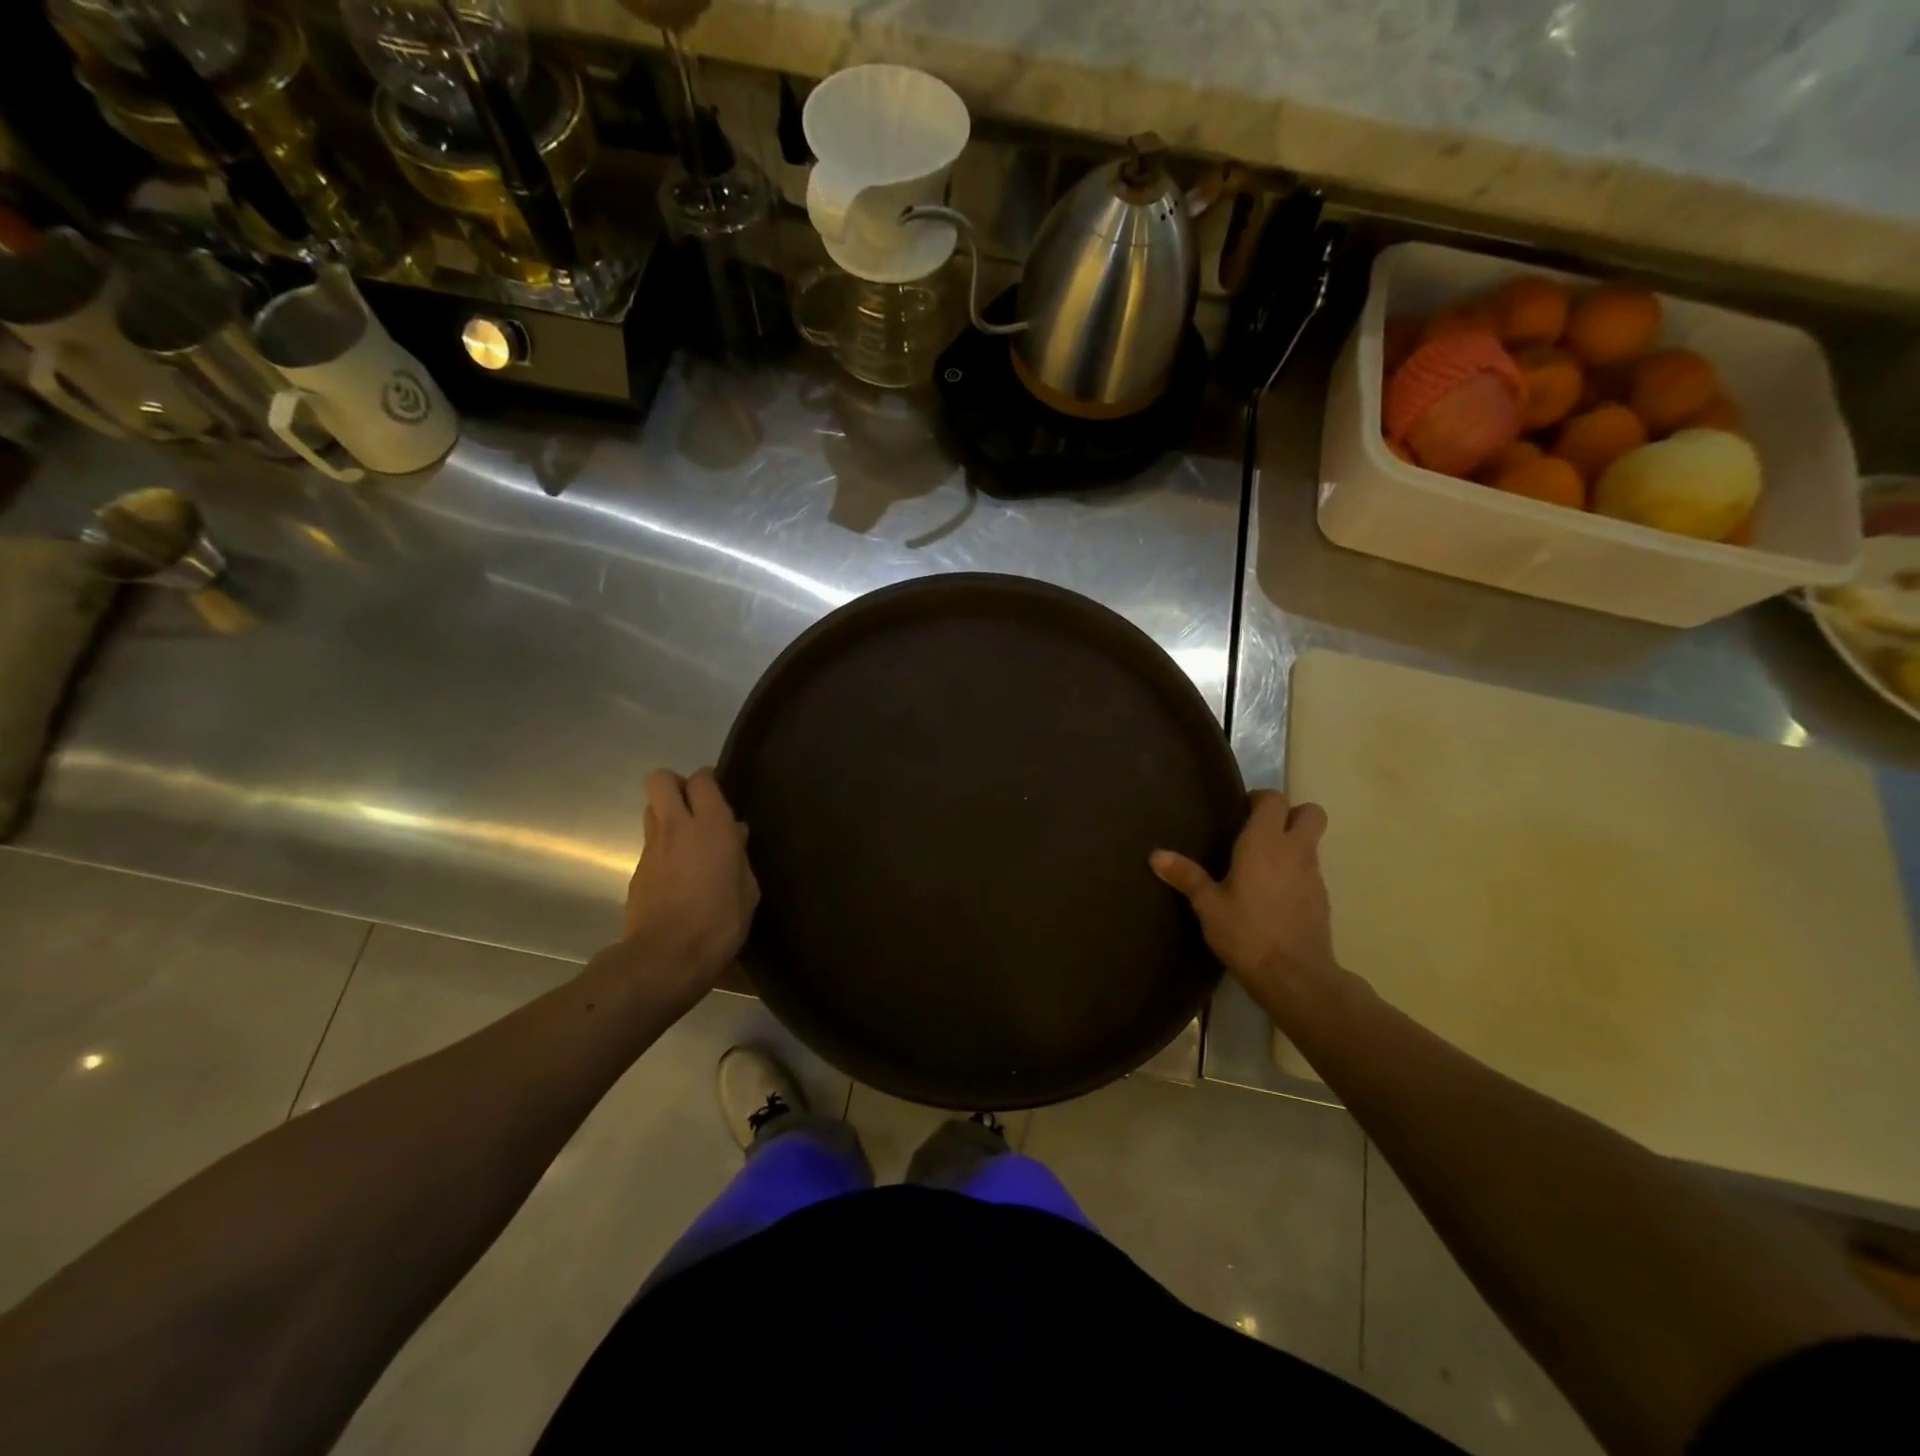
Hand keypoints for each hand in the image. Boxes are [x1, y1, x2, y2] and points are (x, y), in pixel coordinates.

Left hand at [620, 769, 758, 1001]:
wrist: (666, 958)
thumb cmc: (719, 921)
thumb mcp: (747, 889)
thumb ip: (740, 856)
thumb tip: (735, 833)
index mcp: (711, 826)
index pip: (701, 780)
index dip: (708, 781)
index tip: (720, 795)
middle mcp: (676, 827)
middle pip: (660, 780)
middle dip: (676, 785)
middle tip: (696, 807)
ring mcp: (651, 848)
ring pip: (652, 810)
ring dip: (667, 815)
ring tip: (689, 840)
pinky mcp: (636, 871)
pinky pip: (651, 844)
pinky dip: (664, 848)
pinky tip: (680, 874)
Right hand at [1151, 790, 1339, 1011]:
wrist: (1295, 976)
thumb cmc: (1246, 933)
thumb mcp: (1208, 905)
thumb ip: (1186, 876)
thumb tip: (1155, 855)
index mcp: (1264, 843)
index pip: (1274, 799)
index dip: (1260, 799)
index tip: (1239, 812)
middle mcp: (1295, 850)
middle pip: (1310, 812)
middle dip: (1290, 813)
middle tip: (1260, 831)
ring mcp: (1314, 874)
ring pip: (1312, 842)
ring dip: (1293, 843)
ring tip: (1261, 866)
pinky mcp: (1322, 898)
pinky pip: (1311, 870)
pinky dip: (1296, 871)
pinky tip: (1273, 895)